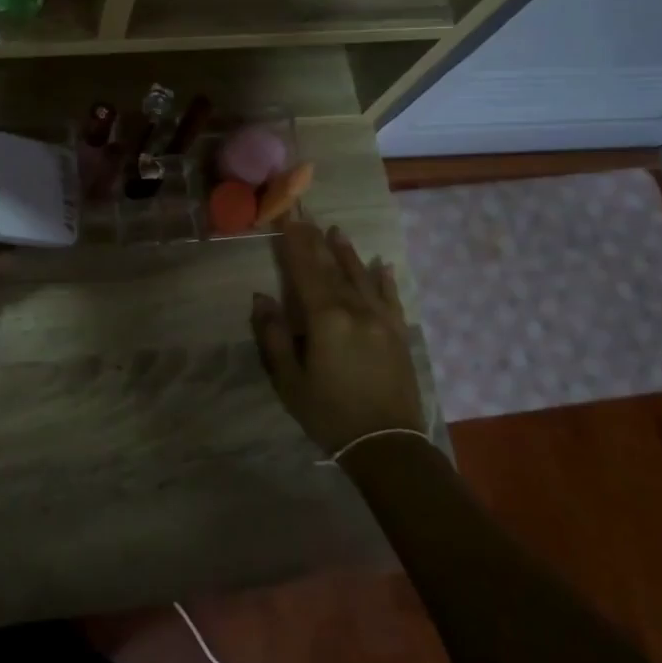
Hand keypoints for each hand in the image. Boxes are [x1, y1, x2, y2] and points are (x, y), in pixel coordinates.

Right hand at [251, 221, 422, 455]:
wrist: (387, 445)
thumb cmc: (329, 414)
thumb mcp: (289, 381)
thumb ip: (274, 336)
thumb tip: (262, 298)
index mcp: (325, 319)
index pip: (305, 271)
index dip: (294, 244)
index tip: (287, 218)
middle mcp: (355, 310)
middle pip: (332, 269)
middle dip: (316, 242)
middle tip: (306, 216)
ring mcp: (382, 320)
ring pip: (362, 278)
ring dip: (348, 253)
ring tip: (337, 231)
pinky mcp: (399, 334)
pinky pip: (391, 299)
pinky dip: (385, 280)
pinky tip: (382, 265)